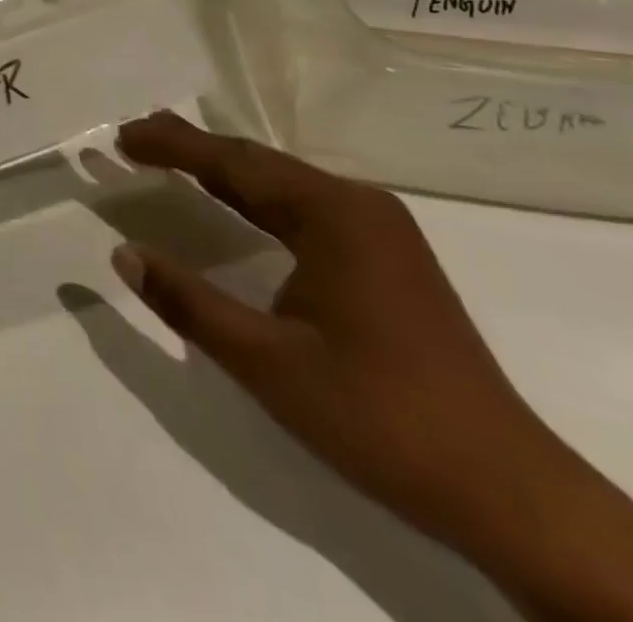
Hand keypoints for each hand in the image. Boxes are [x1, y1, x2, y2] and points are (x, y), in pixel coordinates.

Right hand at [108, 111, 550, 548]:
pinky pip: (304, 205)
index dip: (172, 146)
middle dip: (193, 147)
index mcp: (332, 215)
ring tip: (170, 155)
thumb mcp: (268, 364)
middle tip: (135, 137)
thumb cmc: (381, 419)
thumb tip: (124, 253)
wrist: (511, 493)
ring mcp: (379, 230)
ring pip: (282, 181)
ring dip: (223, 168)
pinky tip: (235, 200)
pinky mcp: (387, 256)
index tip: (121, 138)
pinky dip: (255, 195)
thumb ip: (189, 303)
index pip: (234, 164)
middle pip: (258, 162)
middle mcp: (358, 205)